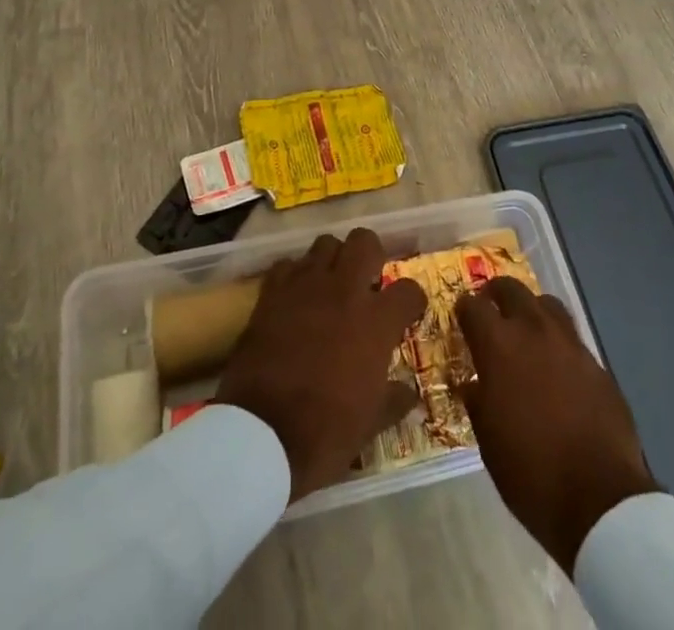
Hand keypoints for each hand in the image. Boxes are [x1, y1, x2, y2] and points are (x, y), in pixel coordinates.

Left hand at [215, 228, 428, 501]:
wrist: (261, 432)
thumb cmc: (325, 432)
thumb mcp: (370, 424)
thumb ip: (394, 400)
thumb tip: (410, 393)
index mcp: (376, 322)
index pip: (409, 290)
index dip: (412, 300)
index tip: (407, 312)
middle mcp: (344, 290)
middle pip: (364, 241)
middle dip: (370, 255)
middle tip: (366, 283)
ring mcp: (305, 285)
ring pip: (325, 243)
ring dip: (332, 260)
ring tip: (330, 286)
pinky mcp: (272, 291)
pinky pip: (288, 265)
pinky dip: (295, 275)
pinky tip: (295, 297)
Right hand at [457, 277, 657, 572]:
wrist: (600, 499)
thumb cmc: (531, 472)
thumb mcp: (487, 440)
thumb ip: (478, 400)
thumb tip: (473, 384)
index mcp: (498, 346)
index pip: (472, 306)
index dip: (464, 310)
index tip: (461, 318)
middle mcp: (533, 331)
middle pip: (511, 289)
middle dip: (496, 294)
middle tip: (491, 309)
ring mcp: (569, 344)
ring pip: (546, 304)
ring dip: (531, 309)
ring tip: (526, 330)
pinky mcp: (597, 364)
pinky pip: (572, 338)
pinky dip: (558, 342)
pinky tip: (557, 367)